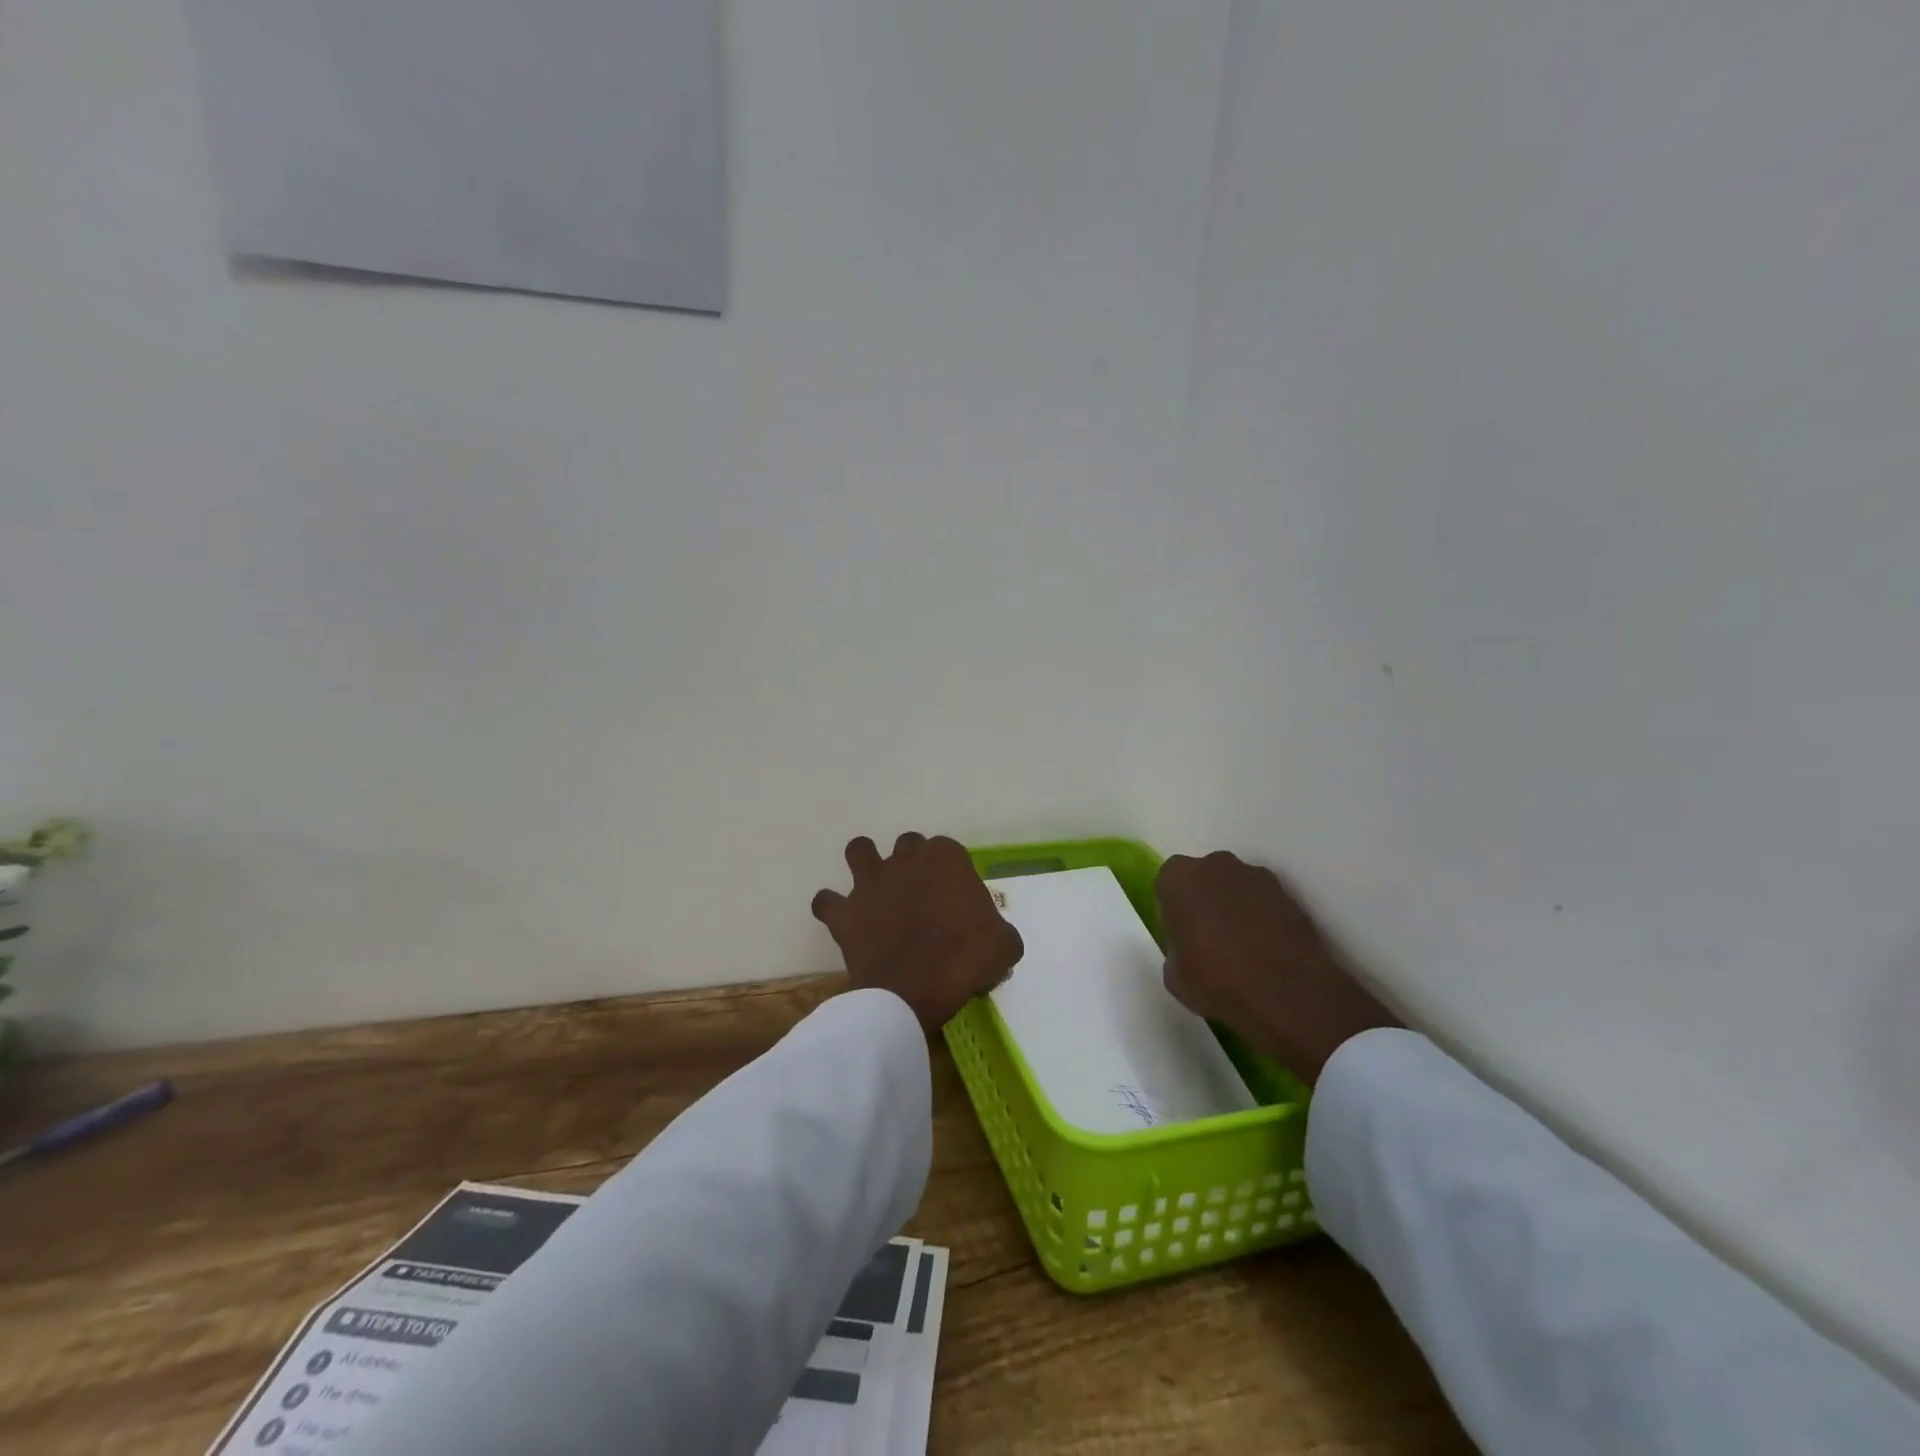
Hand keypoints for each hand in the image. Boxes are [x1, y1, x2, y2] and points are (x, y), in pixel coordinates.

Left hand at [812, 834, 1023, 1033]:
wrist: (914, 988)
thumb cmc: (965, 959)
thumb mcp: (1004, 945)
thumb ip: (998, 931)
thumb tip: (994, 938)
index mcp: (946, 858)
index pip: (950, 853)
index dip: (953, 876)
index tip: (957, 902)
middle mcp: (905, 859)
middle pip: (908, 845)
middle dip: (913, 864)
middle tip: (922, 897)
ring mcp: (870, 882)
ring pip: (860, 850)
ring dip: (865, 863)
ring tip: (875, 889)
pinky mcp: (844, 911)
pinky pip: (826, 901)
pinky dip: (832, 908)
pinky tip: (843, 920)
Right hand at [1157, 851, 1399, 1085]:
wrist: (1289, 995)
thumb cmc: (1218, 982)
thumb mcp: (1174, 976)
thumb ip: (1175, 949)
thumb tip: (1188, 947)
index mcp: (1178, 879)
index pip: (1167, 885)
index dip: (1173, 911)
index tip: (1181, 937)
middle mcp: (1215, 865)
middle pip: (1203, 878)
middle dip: (1204, 900)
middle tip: (1208, 938)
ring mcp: (1255, 875)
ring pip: (1235, 886)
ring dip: (1234, 906)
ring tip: (1242, 946)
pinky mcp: (1288, 893)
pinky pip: (1263, 901)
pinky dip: (1262, 917)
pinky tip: (1265, 949)